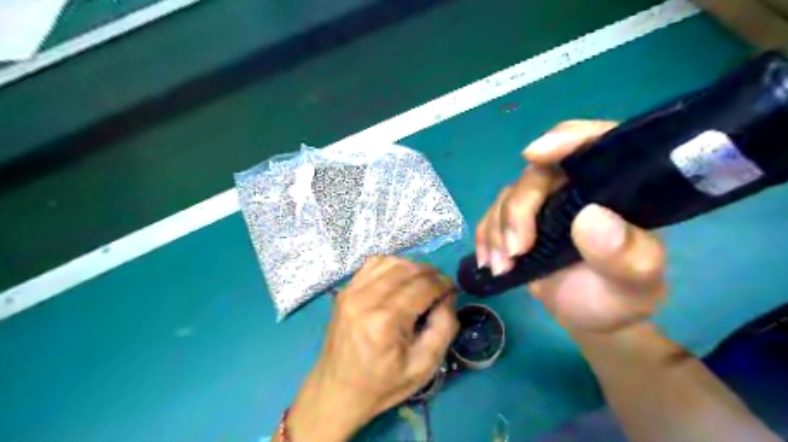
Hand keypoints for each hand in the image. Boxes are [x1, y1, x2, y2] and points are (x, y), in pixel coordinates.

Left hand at [286, 255, 455, 440]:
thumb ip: (444, 327)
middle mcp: (366, 298)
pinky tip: (400, 278)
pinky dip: (392, 265)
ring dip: (413, 267)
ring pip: (391, 261)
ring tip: (423, 282)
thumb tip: (447, 296)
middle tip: (441, 287)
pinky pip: (373, 263)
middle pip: (408, 269)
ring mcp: (351, 291)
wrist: (337, 390)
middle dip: (431, 273)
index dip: (443, 284)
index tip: (452, 290)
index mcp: (386, 320)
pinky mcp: (345, 290)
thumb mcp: (424, 366)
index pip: (423, 286)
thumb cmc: (383, 384)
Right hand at [474, 118, 663, 333]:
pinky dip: (485, 237)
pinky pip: (492, 216)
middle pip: (536, 175)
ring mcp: (543, 205)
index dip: (565, 140)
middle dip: (519, 211)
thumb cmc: (618, 297)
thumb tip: (591, 217)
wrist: (589, 318)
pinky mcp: (519, 222)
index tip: (534, 154)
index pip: (595, 144)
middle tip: (516, 251)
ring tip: (503, 266)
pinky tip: (489, 261)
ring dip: (498, 230)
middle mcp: (575, 188)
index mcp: (612, 190)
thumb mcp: (634, 283)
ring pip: (509, 196)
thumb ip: (624, 254)